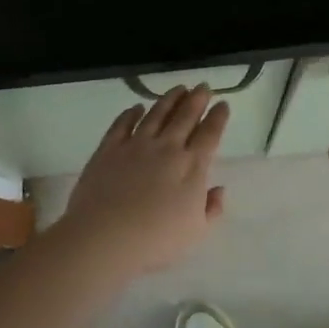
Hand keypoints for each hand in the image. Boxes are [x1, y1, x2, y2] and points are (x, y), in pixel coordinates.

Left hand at [55, 85, 228, 273]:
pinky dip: (131, 113)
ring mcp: (136, 144)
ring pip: (157, 113)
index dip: (218, 117)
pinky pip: (123, 123)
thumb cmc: (155, 241)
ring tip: (178, 88)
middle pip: (185, 116)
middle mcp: (167, 148)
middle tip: (203, 86)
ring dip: (169, 99)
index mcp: (192, 166)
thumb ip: (211, 209)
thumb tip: (218, 189)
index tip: (223, 104)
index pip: (210, 134)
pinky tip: (137, 108)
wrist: (105, 236)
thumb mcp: (195, 232)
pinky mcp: (109, 148)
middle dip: (197, 99)